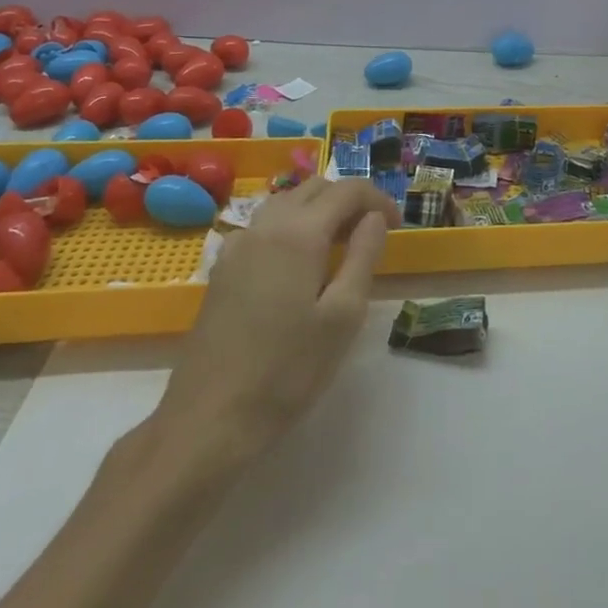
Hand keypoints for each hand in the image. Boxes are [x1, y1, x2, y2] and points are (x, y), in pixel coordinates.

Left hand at [147, 178, 399, 472]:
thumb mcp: (343, 316)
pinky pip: (265, 226)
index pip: (347, 190)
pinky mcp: (222, 267)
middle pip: (314, 188)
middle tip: (372, 234)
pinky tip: (300, 263)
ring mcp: (238, 245)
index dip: (378, 199)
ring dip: (319, 210)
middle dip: (349, 200)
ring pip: (287, 202)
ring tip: (341, 245)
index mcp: (299, 232)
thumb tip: (374, 218)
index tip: (397, 225)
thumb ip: (363, 256)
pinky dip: (292, 226)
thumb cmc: (287, 370)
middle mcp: (265, 226)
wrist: (209, 419)